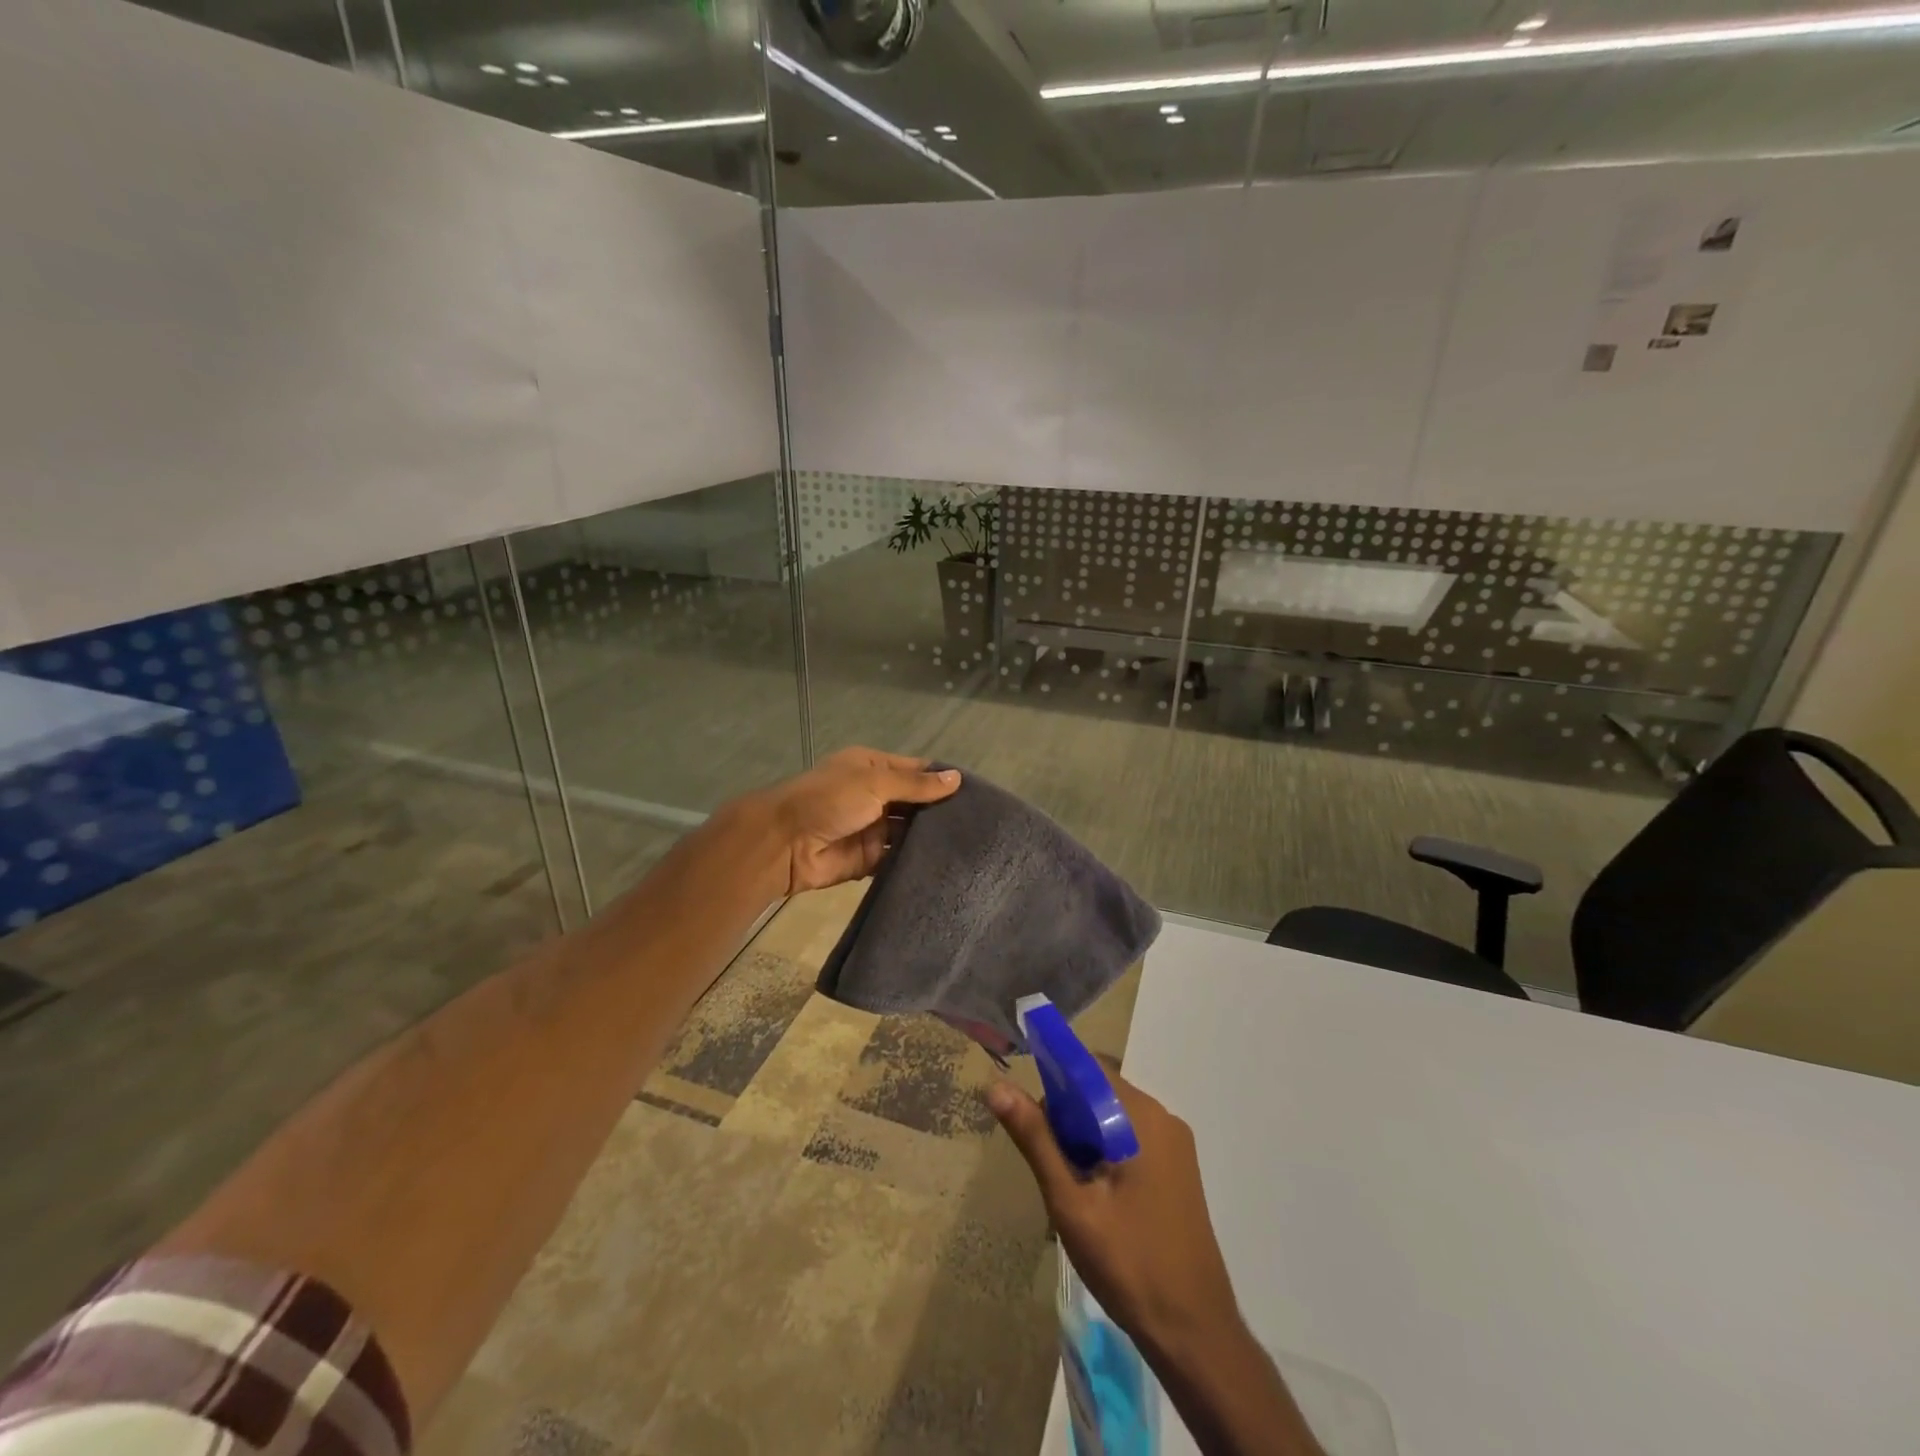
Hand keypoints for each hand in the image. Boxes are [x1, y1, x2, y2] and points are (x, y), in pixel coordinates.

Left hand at [762, 747, 960, 894]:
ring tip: (973, 845)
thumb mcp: (875, 782)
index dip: (944, 780)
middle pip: (916, 803)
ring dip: (932, 837)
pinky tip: (947, 865)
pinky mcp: (869, 859)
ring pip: (909, 832)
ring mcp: (872, 828)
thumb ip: (916, 785)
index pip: (916, 771)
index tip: (979, 793)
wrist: (784, 843)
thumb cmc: (829, 799)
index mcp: (873, 768)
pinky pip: (898, 858)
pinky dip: (916, 860)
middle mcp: (875, 795)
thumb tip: (957, 778)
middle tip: (982, 824)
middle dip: (942, 811)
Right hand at [987, 1069, 1238, 1355]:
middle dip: (1066, 1115)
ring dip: (1083, 1136)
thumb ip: (1036, 1139)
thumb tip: (997, 1086)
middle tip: (1047, 1161)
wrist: (1195, 1334)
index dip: (1053, 1077)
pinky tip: (1092, 1192)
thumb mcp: (1070, 1202)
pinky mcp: (1177, 1169)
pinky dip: (1104, 1151)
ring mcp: (1174, 1144)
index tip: (1027, 1107)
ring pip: (1113, 1116)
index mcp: (1142, 1117)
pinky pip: (1131, 1137)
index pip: (1089, 1068)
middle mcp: (1163, 1118)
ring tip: (1067, 1183)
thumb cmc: (1129, 1264)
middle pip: (1101, 1091)